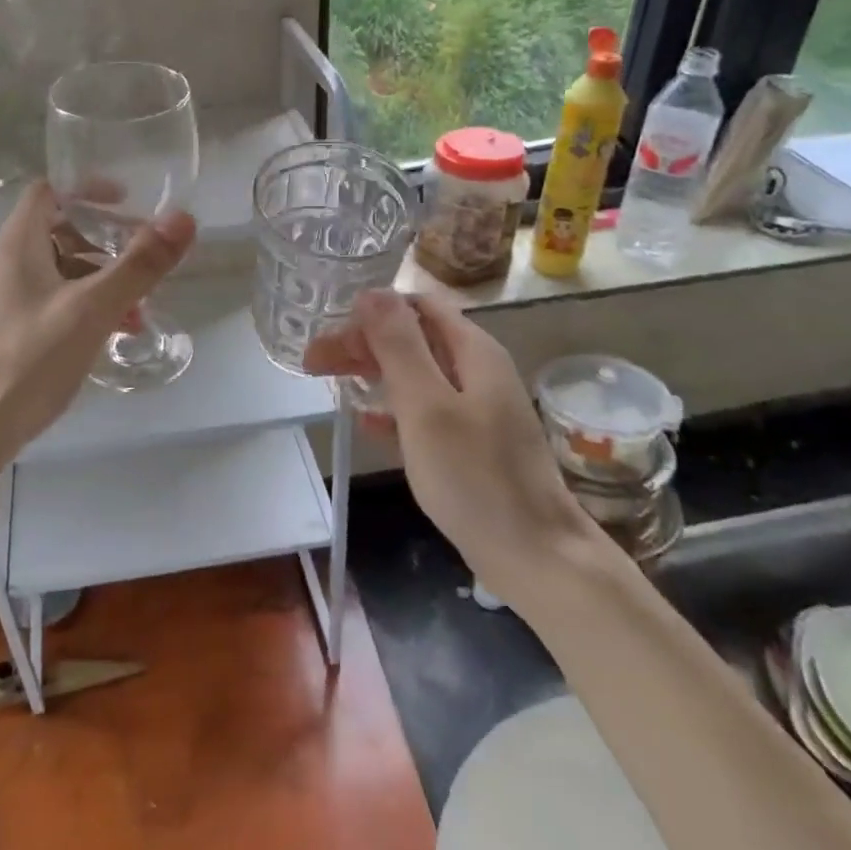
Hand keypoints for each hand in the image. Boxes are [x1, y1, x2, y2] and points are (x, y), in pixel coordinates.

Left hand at [0, 183, 195, 523]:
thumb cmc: (31, 358)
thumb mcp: (93, 308)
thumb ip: (139, 264)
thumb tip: (183, 220)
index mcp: (19, 245)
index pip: (49, 192)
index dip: (87, 190)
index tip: (127, 203)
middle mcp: (9, 265)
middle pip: (61, 232)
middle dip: (107, 243)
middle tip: (144, 259)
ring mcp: (9, 301)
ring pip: (63, 272)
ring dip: (103, 281)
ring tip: (140, 308)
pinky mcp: (13, 332)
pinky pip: (57, 303)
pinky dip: (88, 308)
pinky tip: (115, 335)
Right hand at [303, 291, 586, 582]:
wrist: (536, 556)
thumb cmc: (475, 477)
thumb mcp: (427, 406)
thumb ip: (399, 346)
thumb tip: (371, 292)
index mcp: (473, 351)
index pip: (415, 306)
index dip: (369, 314)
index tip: (329, 338)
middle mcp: (478, 370)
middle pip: (413, 338)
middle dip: (362, 343)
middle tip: (314, 363)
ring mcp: (478, 408)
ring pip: (416, 373)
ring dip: (373, 372)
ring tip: (332, 385)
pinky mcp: (473, 443)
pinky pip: (425, 410)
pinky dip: (393, 409)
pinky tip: (367, 423)